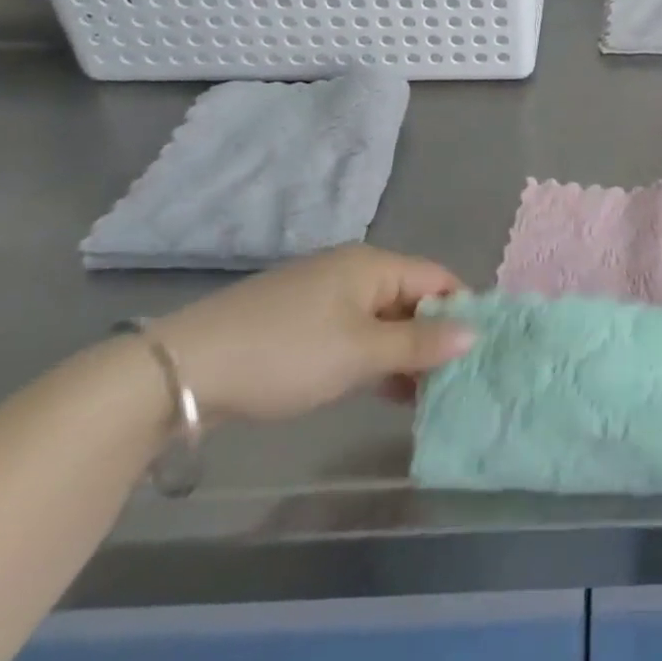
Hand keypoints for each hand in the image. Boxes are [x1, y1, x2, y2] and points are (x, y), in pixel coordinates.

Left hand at [149, 244, 472, 422]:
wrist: (182, 371)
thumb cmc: (285, 354)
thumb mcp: (360, 352)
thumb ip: (420, 344)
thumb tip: (475, 333)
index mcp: (373, 265)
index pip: (438, 279)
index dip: (462, 311)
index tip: (479, 353)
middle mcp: (353, 271)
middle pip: (412, 299)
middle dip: (434, 337)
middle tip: (454, 382)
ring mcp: (323, 296)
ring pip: (383, 320)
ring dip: (404, 353)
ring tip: (425, 395)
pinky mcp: (299, 323)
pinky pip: (354, 334)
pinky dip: (373, 358)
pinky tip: (383, 390)